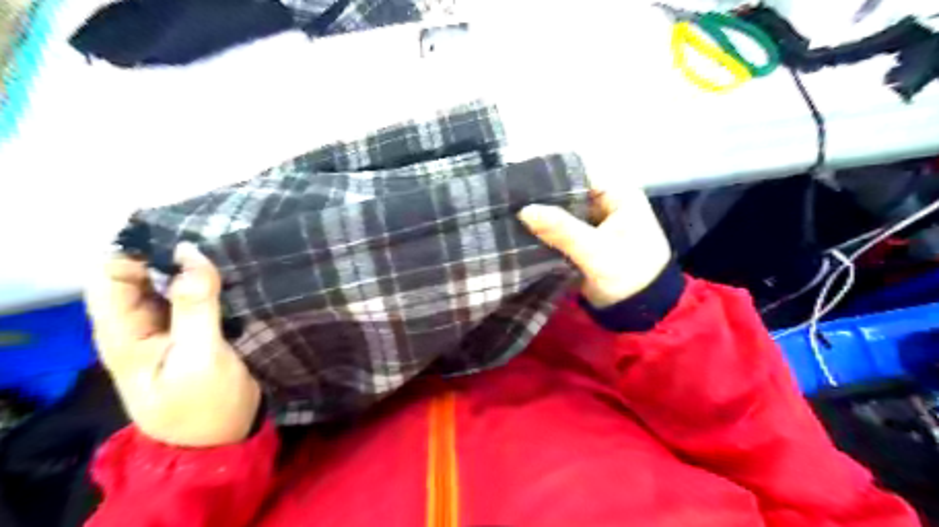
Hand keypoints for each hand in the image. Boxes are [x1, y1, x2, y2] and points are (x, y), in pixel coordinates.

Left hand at [85, 242, 258, 447]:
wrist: (225, 436)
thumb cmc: (204, 403)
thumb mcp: (199, 356)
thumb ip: (194, 305)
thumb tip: (191, 253)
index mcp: (123, 331)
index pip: (111, 275)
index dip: (138, 251)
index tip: (180, 234)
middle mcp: (139, 323)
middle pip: (142, 274)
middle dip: (170, 253)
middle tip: (213, 237)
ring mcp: (168, 325)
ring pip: (171, 282)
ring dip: (193, 266)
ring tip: (226, 247)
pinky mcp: (195, 328)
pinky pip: (195, 294)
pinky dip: (209, 280)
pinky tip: (231, 270)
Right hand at [517, 185, 670, 306]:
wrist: (640, 312)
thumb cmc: (628, 275)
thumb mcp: (596, 251)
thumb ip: (561, 229)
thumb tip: (524, 210)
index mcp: (619, 194)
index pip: (579, 174)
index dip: (551, 177)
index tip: (520, 183)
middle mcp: (607, 202)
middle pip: (569, 193)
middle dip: (543, 199)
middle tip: (510, 200)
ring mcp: (596, 222)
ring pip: (563, 212)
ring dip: (543, 216)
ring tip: (510, 213)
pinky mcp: (586, 241)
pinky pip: (562, 229)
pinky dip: (546, 231)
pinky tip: (522, 231)